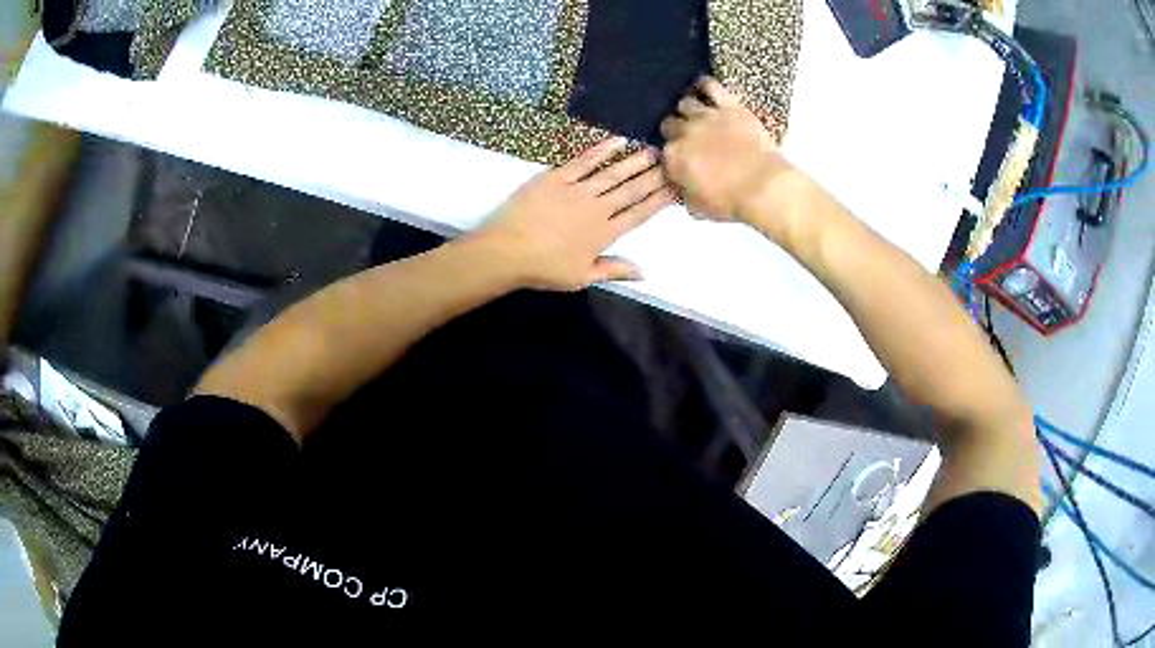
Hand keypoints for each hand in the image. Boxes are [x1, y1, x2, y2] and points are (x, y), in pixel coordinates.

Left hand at [479, 138, 673, 291]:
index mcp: (605, 234)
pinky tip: (618, 141)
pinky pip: (584, 161)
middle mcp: (597, 209)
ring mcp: (578, 191)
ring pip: (613, 173)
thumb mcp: (582, 277)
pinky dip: (602, 150)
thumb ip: (614, 271)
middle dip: (654, 176)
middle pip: (631, 190)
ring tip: (654, 150)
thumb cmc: (544, 269)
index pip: (639, 214)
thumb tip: (645, 272)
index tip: (676, 188)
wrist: (508, 251)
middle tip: (673, 162)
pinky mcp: (557, 178)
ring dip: (635, 162)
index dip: (659, 200)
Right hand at [660, 78, 792, 223]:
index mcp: (673, 158)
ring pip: (685, 102)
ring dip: (688, 109)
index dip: (671, 155)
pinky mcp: (729, 106)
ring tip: (695, 114)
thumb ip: (685, 194)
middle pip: (669, 123)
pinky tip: (703, 87)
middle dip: (675, 129)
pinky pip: (710, 86)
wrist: (763, 187)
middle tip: (686, 136)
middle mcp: (684, 133)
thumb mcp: (698, 208)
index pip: (663, 152)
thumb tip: (683, 188)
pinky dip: (704, 85)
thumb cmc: (731, 201)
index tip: (679, 159)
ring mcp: (706, 116)